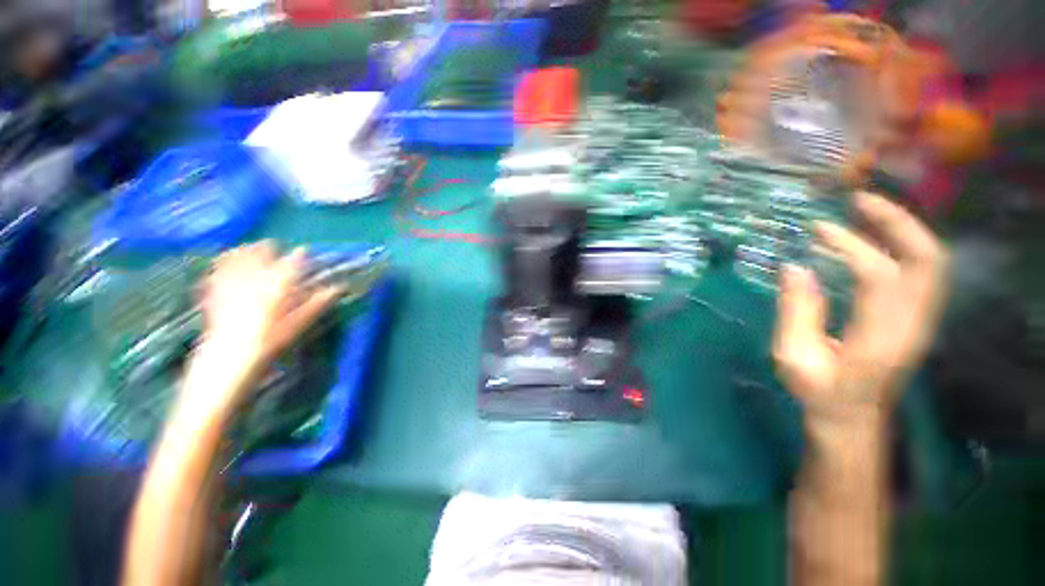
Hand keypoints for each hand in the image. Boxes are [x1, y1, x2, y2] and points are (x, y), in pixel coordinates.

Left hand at [179, 242, 341, 417]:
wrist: (228, 360)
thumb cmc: (271, 342)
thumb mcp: (300, 323)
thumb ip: (318, 302)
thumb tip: (339, 289)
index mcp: (277, 286)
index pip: (291, 263)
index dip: (299, 255)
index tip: (305, 251)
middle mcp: (253, 279)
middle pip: (260, 254)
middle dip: (268, 248)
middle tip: (274, 246)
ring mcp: (230, 284)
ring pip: (236, 258)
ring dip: (244, 251)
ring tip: (249, 248)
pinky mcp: (213, 293)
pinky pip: (216, 271)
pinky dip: (221, 264)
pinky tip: (222, 262)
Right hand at [772, 192, 948, 427]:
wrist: (852, 414)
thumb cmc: (817, 389)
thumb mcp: (792, 356)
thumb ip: (795, 311)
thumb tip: (795, 267)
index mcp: (877, 340)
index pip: (880, 277)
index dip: (850, 247)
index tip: (817, 231)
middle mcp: (911, 325)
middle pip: (927, 261)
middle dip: (896, 223)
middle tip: (859, 201)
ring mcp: (921, 321)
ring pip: (933, 262)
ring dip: (904, 229)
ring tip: (867, 210)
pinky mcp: (918, 317)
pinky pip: (925, 271)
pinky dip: (905, 244)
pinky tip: (877, 236)